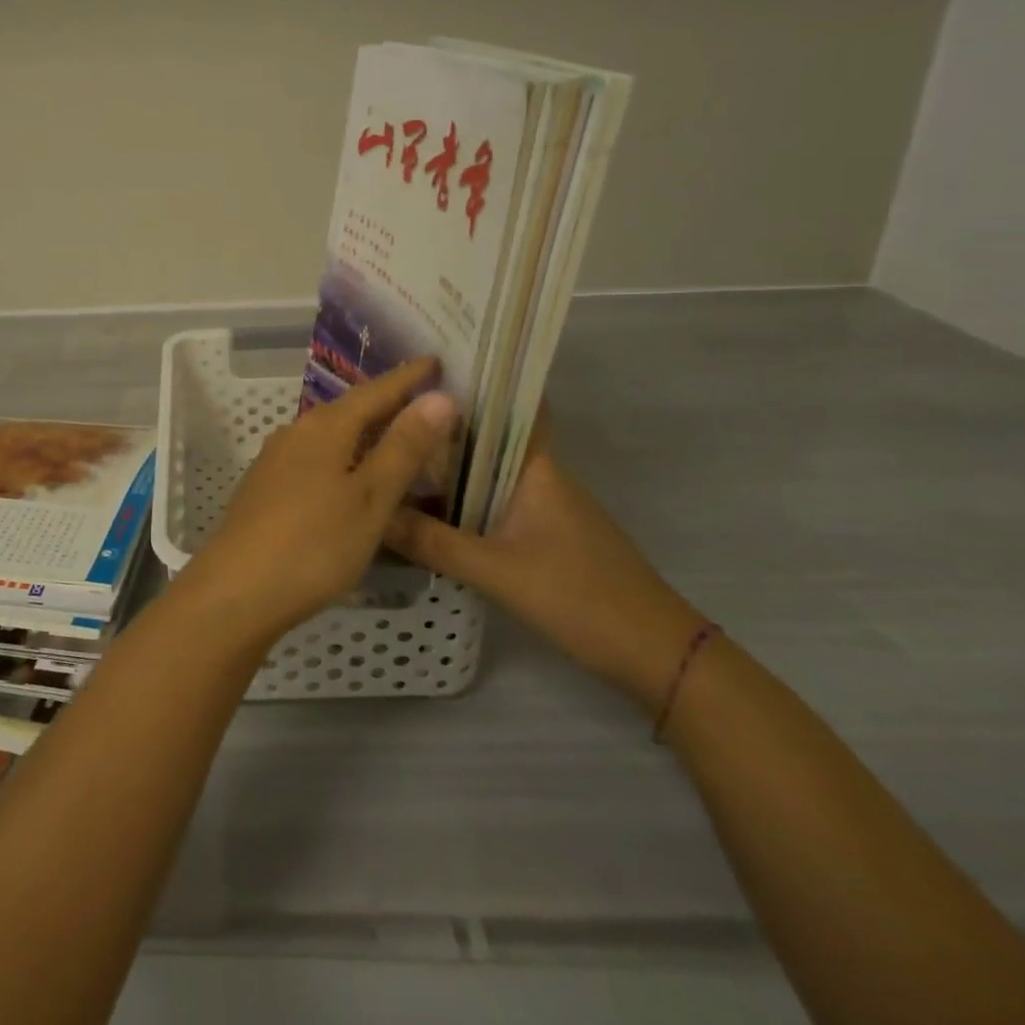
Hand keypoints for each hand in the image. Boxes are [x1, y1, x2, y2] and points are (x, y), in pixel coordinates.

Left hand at [177, 358, 457, 648]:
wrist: (237, 590)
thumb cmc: (314, 543)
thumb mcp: (370, 497)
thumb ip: (403, 447)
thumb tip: (438, 397)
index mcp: (324, 427)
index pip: (375, 391)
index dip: (408, 378)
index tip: (436, 361)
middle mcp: (296, 434)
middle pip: (350, 410)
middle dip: (388, 403)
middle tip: (427, 400)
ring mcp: (276, 462)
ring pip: (331, 437)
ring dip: (365, 434)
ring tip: (398, 437)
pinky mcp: (266, 490)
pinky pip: (316, 460)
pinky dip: (345, 459)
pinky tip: (354, 478)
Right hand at [385, 413, 703, 711]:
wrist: (654, 655)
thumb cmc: (582, 596)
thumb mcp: (498, 570)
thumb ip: (432, 542)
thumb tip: (370, 513)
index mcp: (534, 466)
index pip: (502, 406)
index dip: (465, 384)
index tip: (416, 370)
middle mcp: (535, 476)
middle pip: (479, 440)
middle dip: (435, 429)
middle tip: (379, 417)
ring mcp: (537, 506)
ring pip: (479, 475)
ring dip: (441, 470)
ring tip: (385, 458)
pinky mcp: (535, 535)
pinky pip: (484, 505)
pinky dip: (453, 504)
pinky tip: (416, 512)